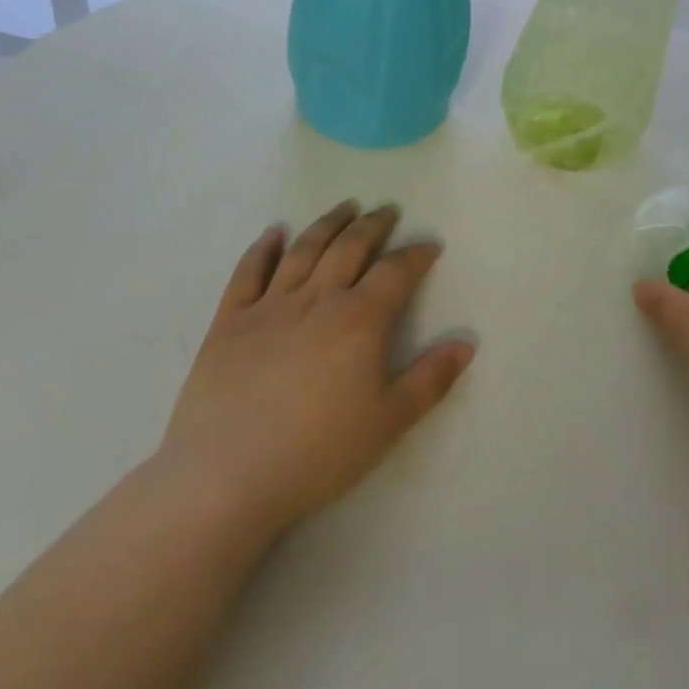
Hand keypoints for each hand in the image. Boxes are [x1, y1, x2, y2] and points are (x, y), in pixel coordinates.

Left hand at [157, 201, 473, 542]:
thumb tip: (466, 343)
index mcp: (359, 320)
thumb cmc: (316, 454)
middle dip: (373, 226)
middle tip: (387, 211)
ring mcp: (269, 307)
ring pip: (304, 250)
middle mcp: (317, 300)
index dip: (416, 255)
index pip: (395, 272)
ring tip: (345, 207)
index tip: (429, 246)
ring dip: (328, 224)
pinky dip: (263, 249)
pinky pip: (248, 273)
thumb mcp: (388, 423)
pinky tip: (274, 233)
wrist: (223, 480)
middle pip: (350, 248)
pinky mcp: (228, 323)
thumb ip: (430, 380)